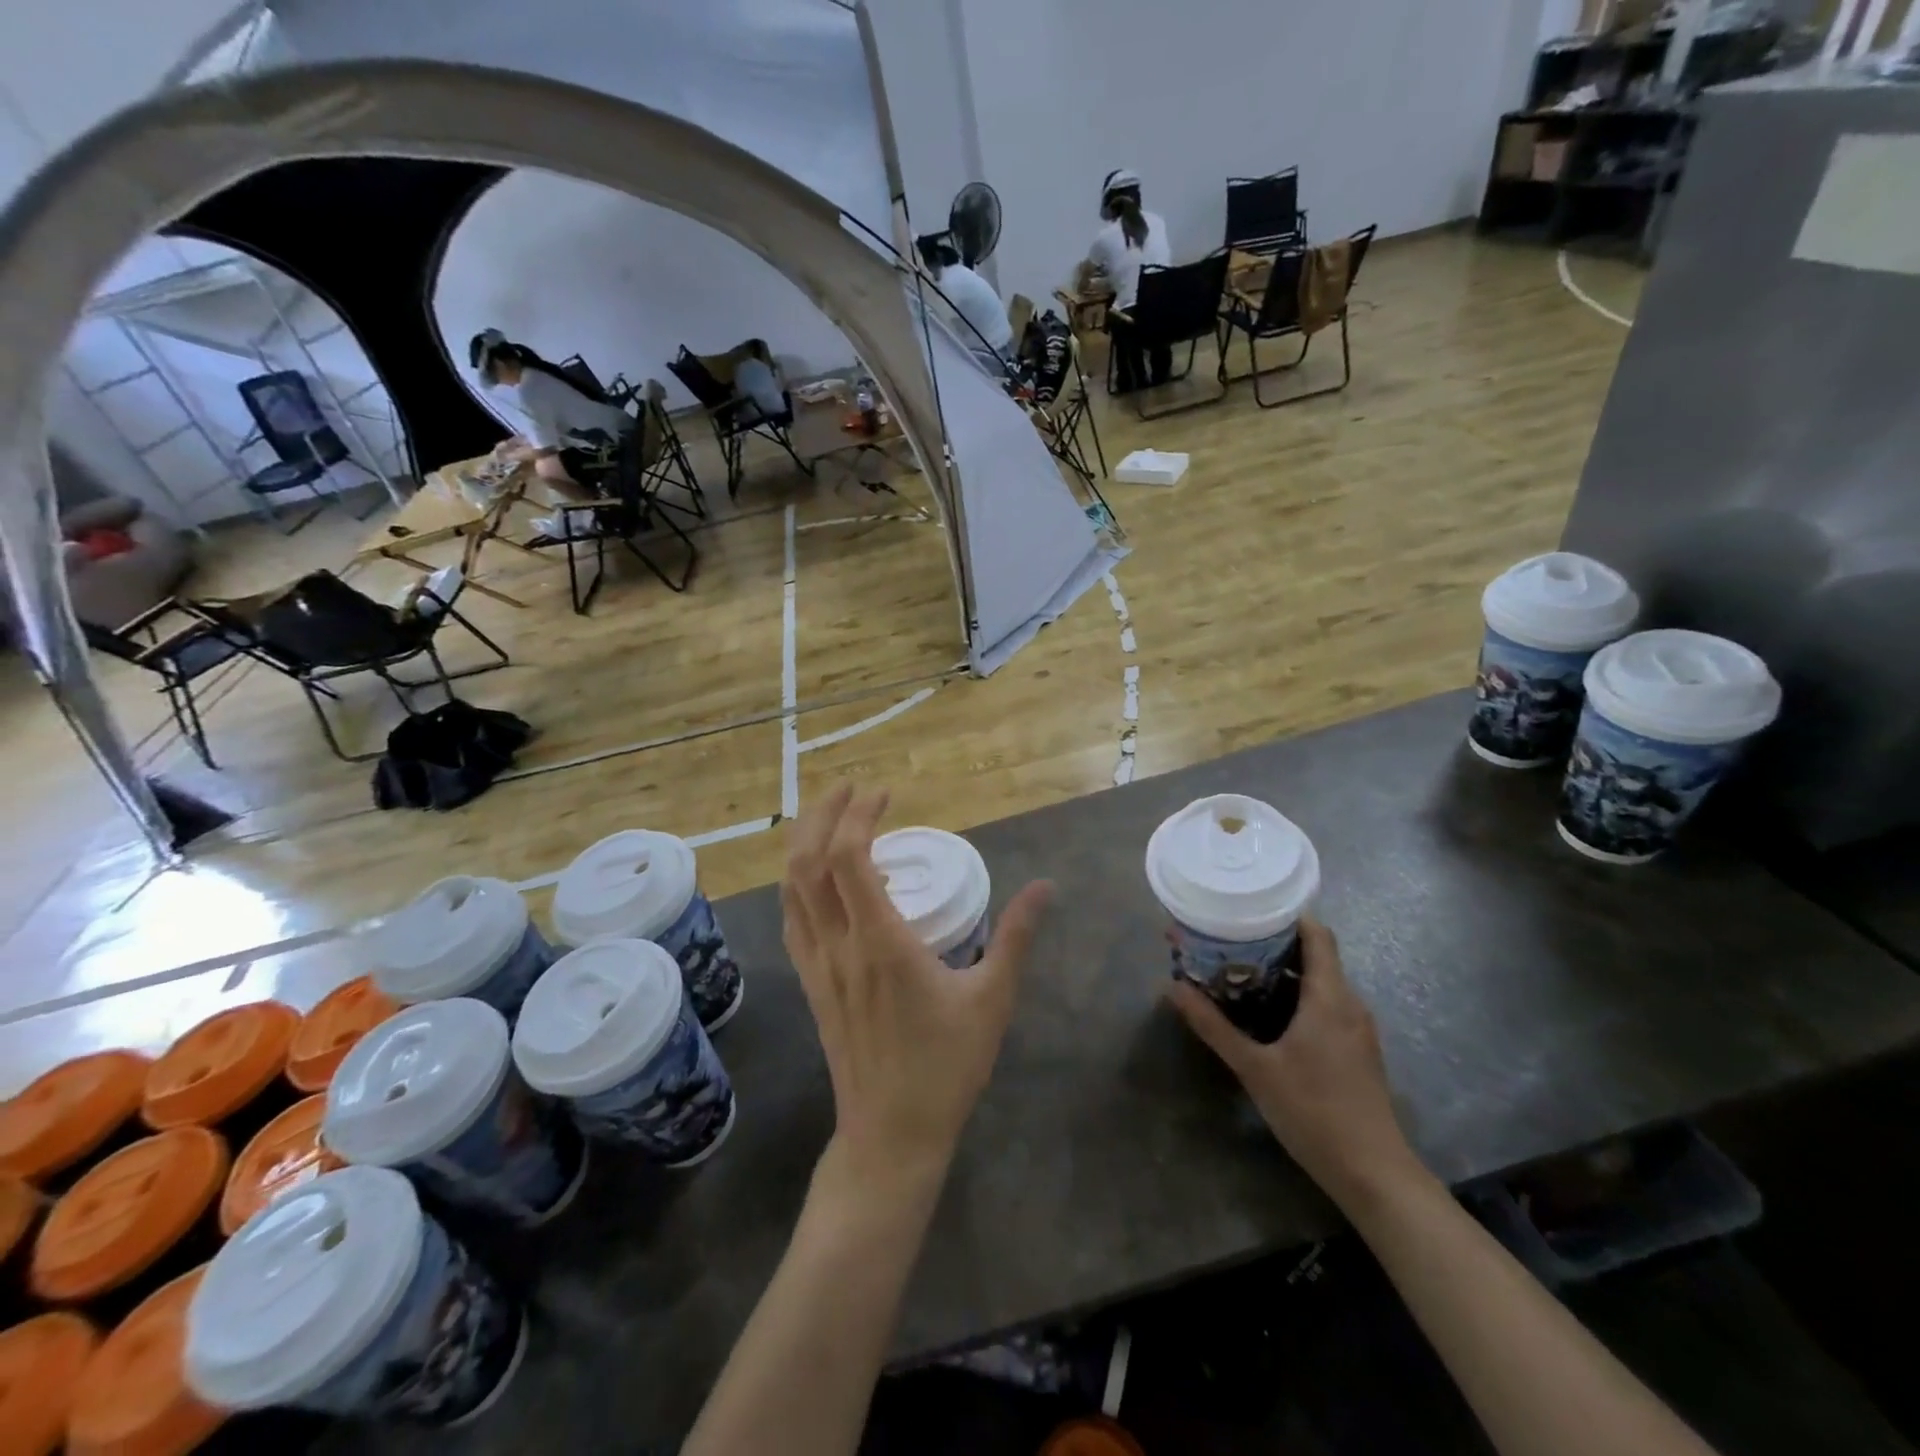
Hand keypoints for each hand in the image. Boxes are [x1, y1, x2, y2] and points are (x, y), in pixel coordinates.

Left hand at [783, 785, 1051, 1192]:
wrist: (892, 1134)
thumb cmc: (946, 1066)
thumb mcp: (992, 998)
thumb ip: (1016, 936)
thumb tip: (1046, 886)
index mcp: (880, 941)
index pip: (848, 857)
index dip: (858, 815)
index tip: (884, 794)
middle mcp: (838, 945)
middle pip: (806, 863)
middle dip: (823, 815)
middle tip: (851, 790)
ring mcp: (817, 966)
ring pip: (791, 890)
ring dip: (804, 845)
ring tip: (830, 820)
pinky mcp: (811, 985)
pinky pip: (792, 920)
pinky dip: (799, 885)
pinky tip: (817, 880)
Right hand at [1169, 919, 1418, 1210]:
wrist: (1374, 1175)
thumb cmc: (1314, 1111)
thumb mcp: (1254, 1067)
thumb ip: (1213, 1025)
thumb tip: (1172, 987)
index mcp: (1329, 996)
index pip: (1316, 933)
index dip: (1284, 915)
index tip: (1246, 909)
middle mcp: (1348, 1003)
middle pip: (1313, 955)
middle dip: (1269, 944)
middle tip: (1225, 941)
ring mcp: (1355, 1028)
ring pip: (1317, 982)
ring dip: (1278, 973)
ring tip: (1234, 972)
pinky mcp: (1355, 1050)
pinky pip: (1323, 1006)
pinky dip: (1292, 998)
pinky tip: (1262, 1013)